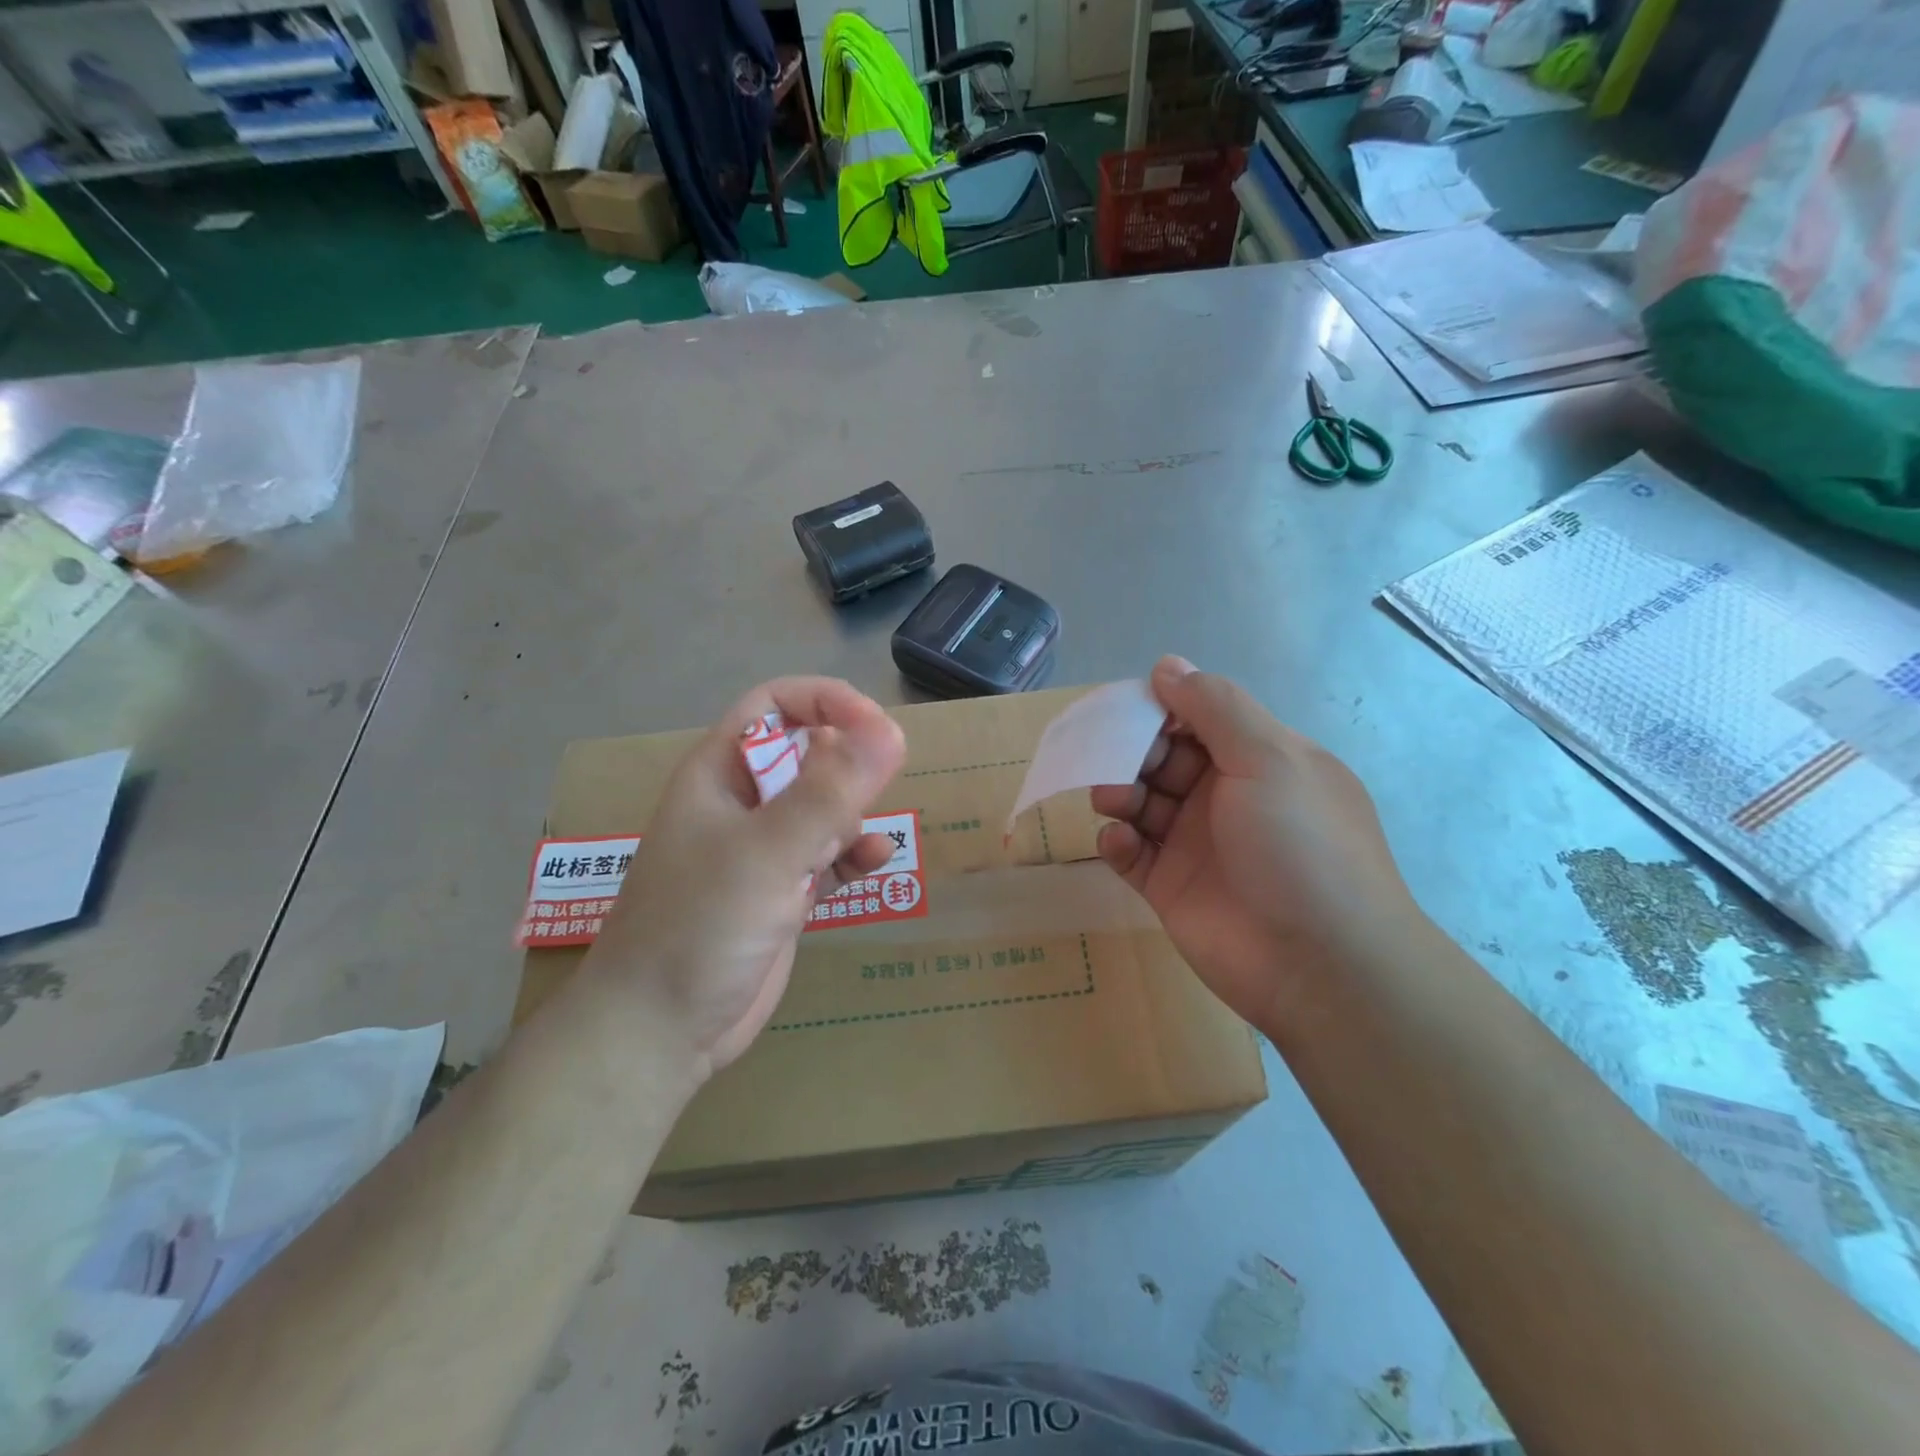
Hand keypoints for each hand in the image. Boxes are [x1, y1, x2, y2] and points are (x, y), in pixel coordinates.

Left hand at [585, 678, 905, 1075]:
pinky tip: (876, 862)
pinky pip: (827, 857)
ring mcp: (761, 851)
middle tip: (883, 781)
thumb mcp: (767, 851)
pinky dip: (853, 855)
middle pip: (806, 754)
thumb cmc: (700, 927)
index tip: (875, 728)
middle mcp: (741, 803)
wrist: (658, 1033)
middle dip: (847, 762)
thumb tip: (890, 730)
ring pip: (821, 807)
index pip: (776, 706)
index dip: (826, 703)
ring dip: (854, 811)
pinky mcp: (780, 893)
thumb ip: (829, 791)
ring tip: (868, 834)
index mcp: (720, 773)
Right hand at [1091, 656, 1419, 1031]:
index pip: (1202, 718)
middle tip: (1112, 758)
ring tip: (1112, 801)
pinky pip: (1131, 853)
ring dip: (1120, 793)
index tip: (1127, 708)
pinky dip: (1118, 841)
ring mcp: (1197, 844)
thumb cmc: (1300, 847)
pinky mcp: (1169, 886)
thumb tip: (1167, 664)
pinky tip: (1121, 842)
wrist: (1320, 966)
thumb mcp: (1269, 758)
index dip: (1164, 708)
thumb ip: (1215, 707)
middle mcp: (1227, 797)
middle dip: (1134, 752)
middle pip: (1164, 758)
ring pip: (1142, 802)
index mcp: (1261, 760)